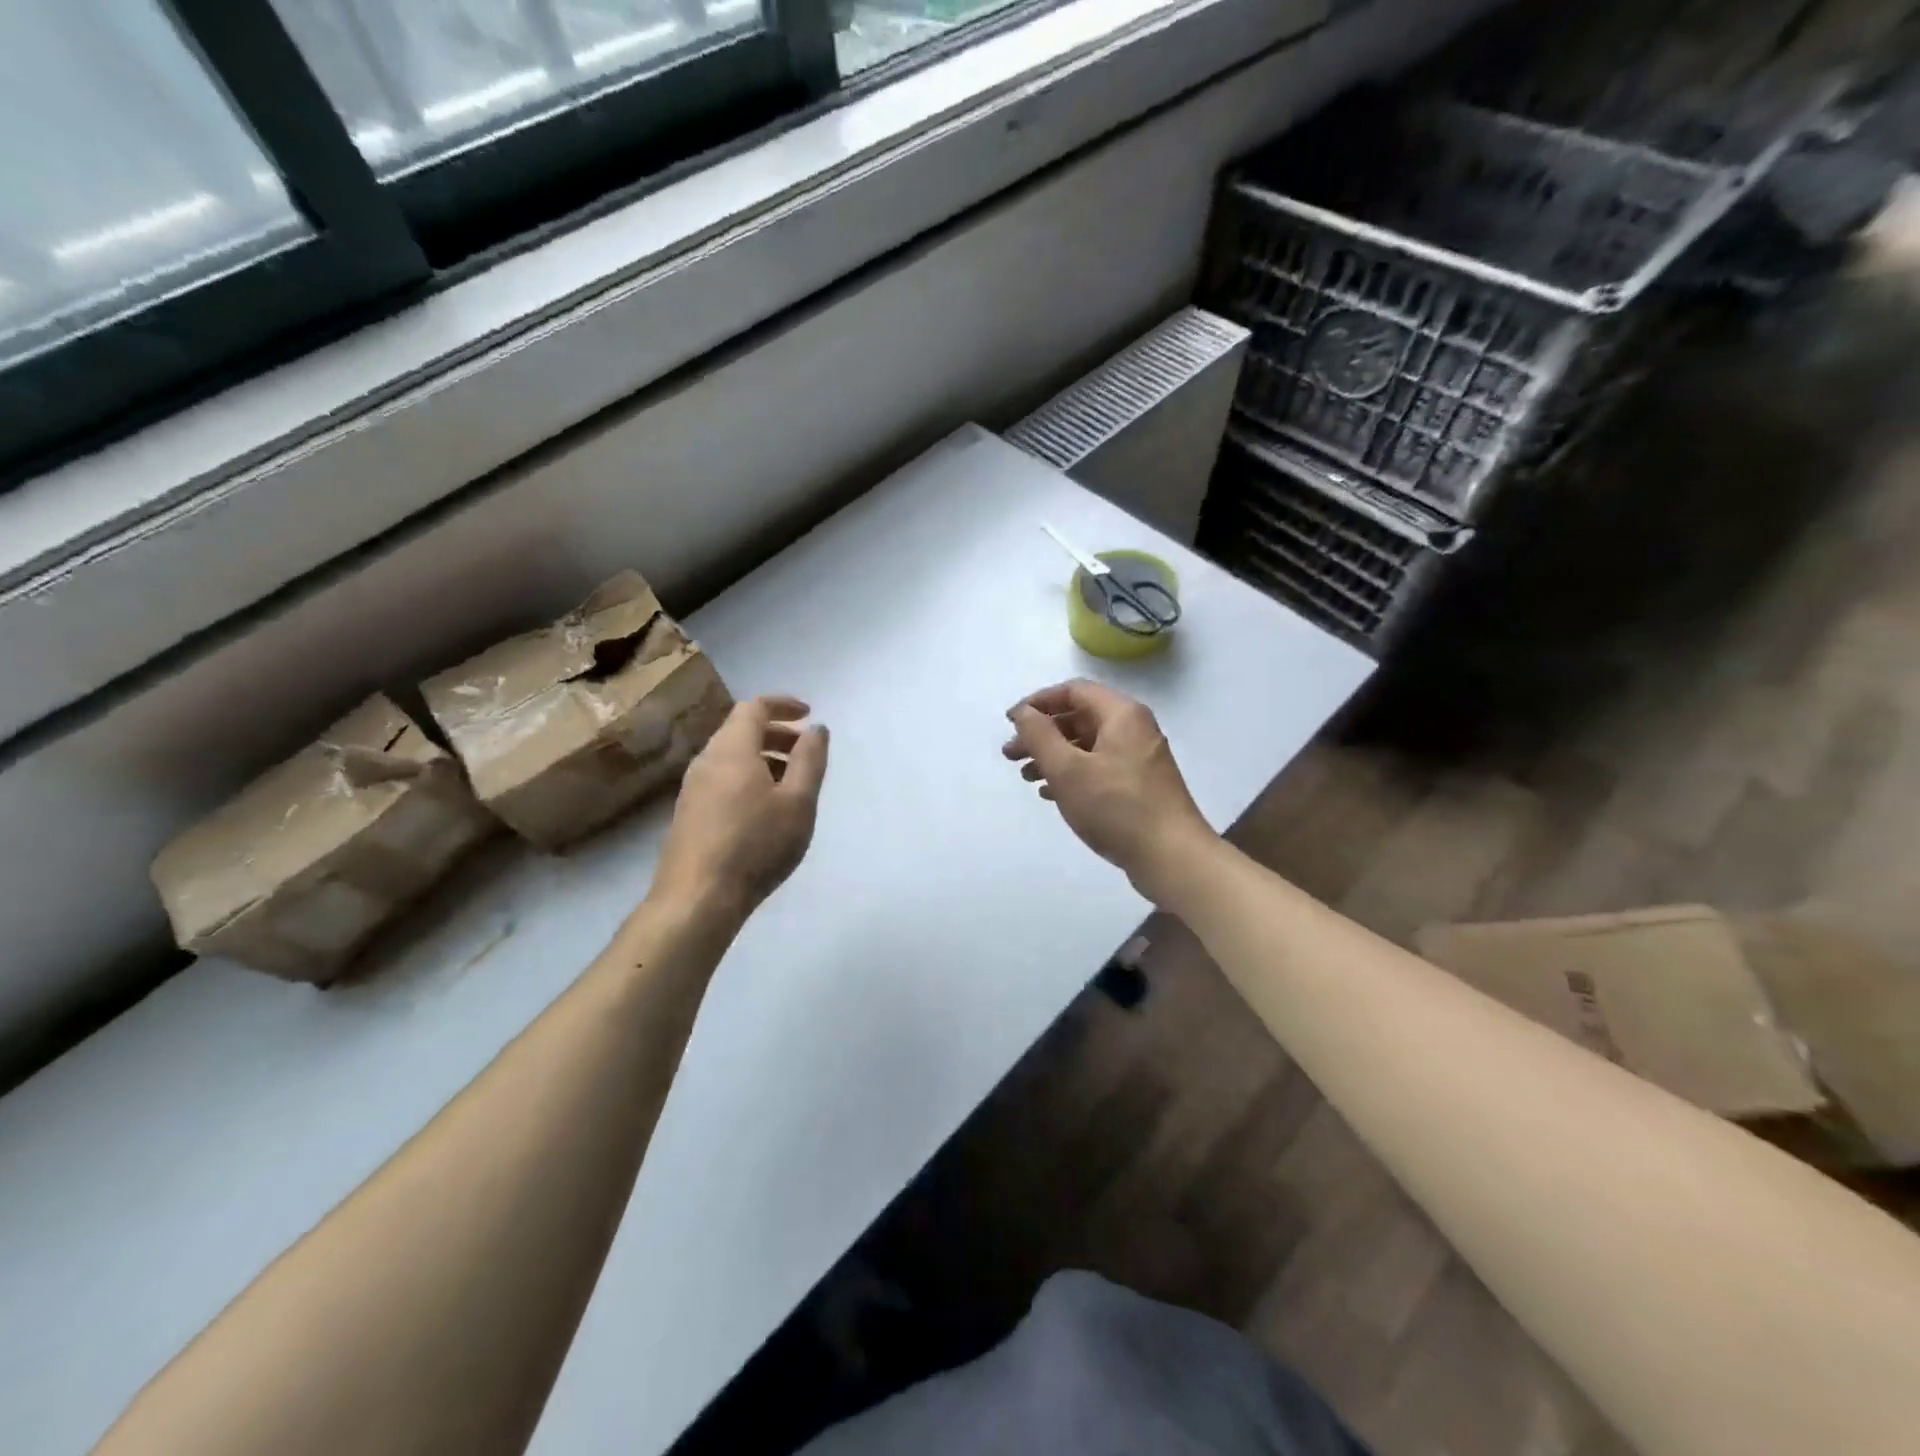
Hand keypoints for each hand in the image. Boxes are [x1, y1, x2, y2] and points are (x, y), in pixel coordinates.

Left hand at [652, 694, 829, 919]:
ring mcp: (693, 788)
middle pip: (740, 729)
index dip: (783, 704)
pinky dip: (748, 776)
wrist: (697, 898)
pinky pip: (722, 778)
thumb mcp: (798, 802)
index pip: (754, 707)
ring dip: (763, 757)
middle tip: (806, 750)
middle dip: (777, 732)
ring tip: (792, 782)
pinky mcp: (689, 813)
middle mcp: (707, 760)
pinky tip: (765, 808)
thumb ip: (810, 760)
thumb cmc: (756, 844)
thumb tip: (816, 729)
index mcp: (732, 749)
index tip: (809, 713)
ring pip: (731, 756)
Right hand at [1002, 680, 1216, 905]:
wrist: (1172, 858)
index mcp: (1121, 714)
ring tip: (1026, 777)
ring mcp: (1140, 759)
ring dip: (1054, 756)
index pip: (1073, 691)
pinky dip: (1073, 774)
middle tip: (1011, 755)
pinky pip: (1099, 768)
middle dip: (1042, 733)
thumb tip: (1024, 712)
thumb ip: (1039, 735)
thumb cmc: (1116, 808)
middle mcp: (1134, 729)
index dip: (1038, 703)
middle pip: (1079, 718)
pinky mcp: (1140, 786)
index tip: (1011, 723)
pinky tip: (1051, 794)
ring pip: (1088, 746)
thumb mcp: (1067, 769)